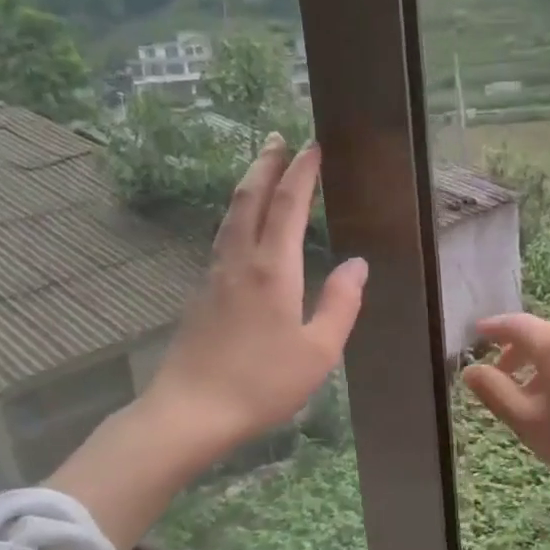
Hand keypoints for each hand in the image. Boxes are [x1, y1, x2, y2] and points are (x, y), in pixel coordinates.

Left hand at [143, 135, 366, 462]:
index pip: (288, 205)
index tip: (312, 146)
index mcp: (272, 269)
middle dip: (266, 164)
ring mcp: (214, 275)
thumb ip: (340, 304)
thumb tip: (358, 264)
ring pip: (230, 215)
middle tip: (278, 138)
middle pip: (249, 198)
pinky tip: (241, 224)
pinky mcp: (202, 293)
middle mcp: (239, 260)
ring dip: (247, 185)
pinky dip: (237, 214)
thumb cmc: (262, 383)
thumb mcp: (318, 351)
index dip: (301, 172)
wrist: (191, 411)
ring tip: (260, 169)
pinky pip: (222, 237)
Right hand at [461, 314, 549, 504]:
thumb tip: (471, 370)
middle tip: (506, 379)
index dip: (493, 329)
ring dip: (548, 365)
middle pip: (543, 335)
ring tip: (545, 400)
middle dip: (520, 353)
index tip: (478, 334)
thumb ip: (496, 394)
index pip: (514, 325)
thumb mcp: (530, 424)